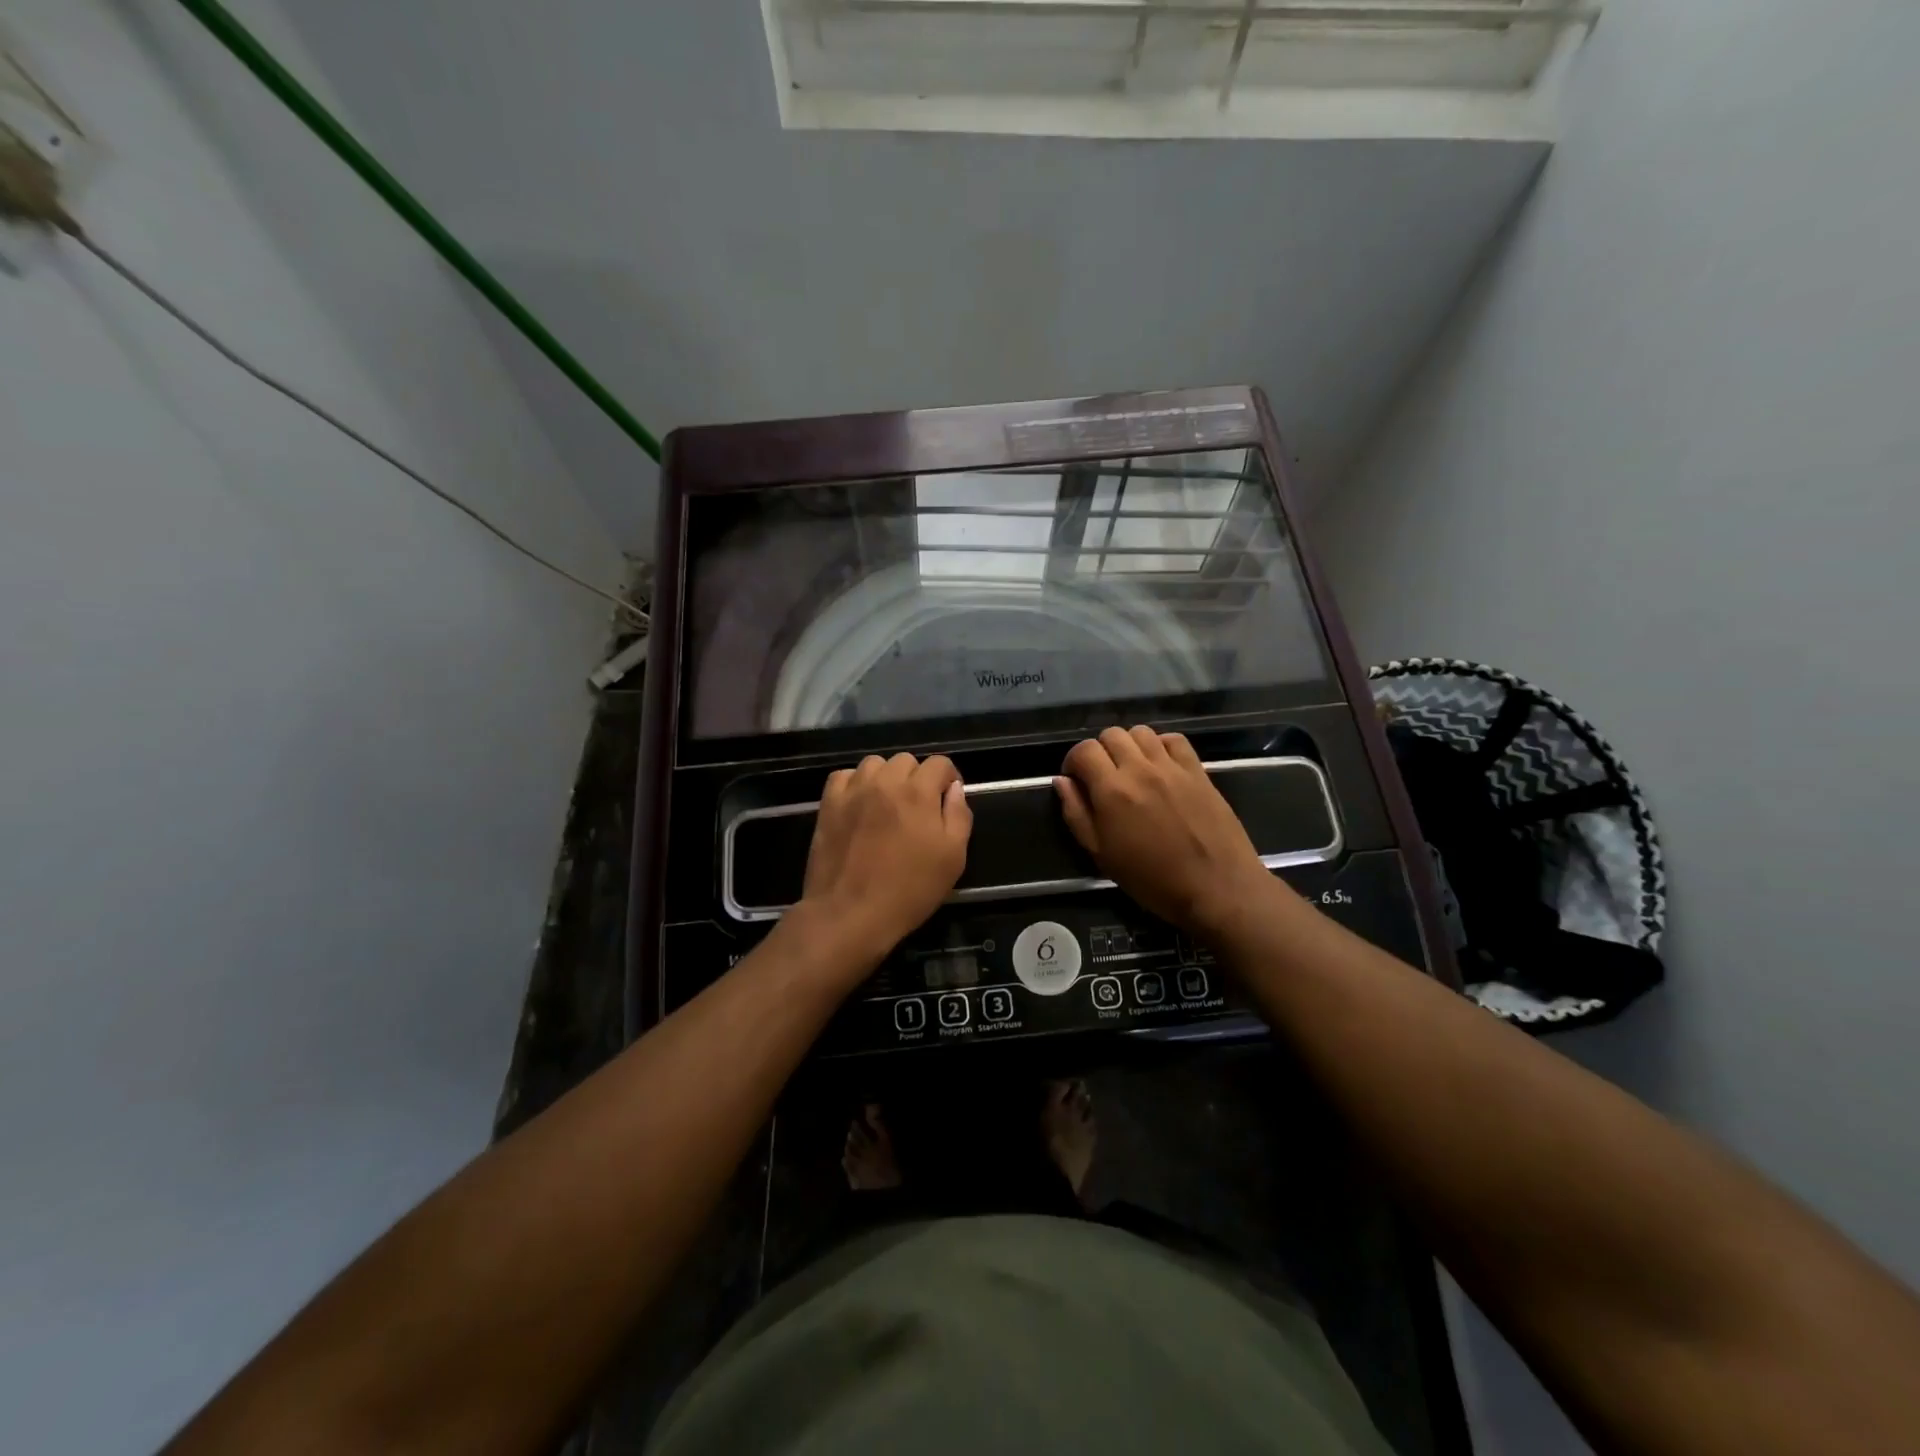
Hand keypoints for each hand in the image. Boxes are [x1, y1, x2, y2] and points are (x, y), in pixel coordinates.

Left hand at [797, 753, 972, 972]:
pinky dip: (854, 784)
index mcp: (918, 792)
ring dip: (885, 778)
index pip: (939, 763)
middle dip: (917, 778)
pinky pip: (843, 776)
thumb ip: (958, 816)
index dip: (948, 778)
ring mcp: (853, 791)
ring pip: (874, 764)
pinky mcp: (828, 804)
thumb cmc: (909, 890)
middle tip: (917, 808)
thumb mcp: (952, 859)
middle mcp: (885, 782)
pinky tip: (859, 805)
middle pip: (906, 760)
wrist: (850, 913)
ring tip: (887, 804)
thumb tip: (954, 789)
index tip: (947, 799)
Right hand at [1055, 726, 1273, 937]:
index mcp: (1112, 790)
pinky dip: (1161, 745)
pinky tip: (1160, 766)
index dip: (1074, 760)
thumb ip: (1076, 814)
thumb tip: (1062, 781)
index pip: (1084, 750)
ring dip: (1129, 745)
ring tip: (1131, 768)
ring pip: (1141, 732)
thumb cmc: (1152, 879)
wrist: (1217, 887)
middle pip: (1111, 734)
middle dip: (1100, 751)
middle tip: (1103, 776)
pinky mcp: (1198, 770)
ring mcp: (1172, 767)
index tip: (1077, 779)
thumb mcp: (1101, 855)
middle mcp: (1140, 769)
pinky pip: (1174, 739)